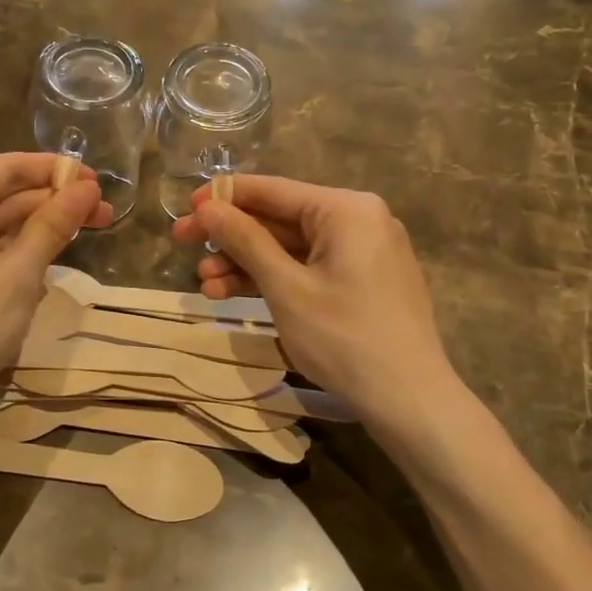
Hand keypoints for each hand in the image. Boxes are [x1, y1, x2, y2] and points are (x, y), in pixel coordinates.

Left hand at [0, 153, 113, 428]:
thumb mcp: (20, 274)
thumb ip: (53, 224)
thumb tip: (86, 188)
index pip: (8, 167)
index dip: (56, 170)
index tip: (97, 182)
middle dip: (51, 203)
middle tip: (103, 215)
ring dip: (33, 228)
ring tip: (80, 236)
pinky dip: (7, 250)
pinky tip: (40, 262)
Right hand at [170, 176, 461, 431]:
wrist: (409, 400)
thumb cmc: (344, 337)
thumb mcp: (285, 287)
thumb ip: (245, 240)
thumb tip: (208, 206)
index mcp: (346, 209)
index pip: (273, 190)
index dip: (224, 197)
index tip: (185, 208)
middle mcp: (359, 219)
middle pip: (280, 218)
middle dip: (231, 237)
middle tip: (183, 245)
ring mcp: (364, 252)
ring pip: (291, 247)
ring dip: (246, 263)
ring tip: (204, 285)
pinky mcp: (363, 281)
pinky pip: (310, 267)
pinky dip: (276, 279)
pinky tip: (234, 294)